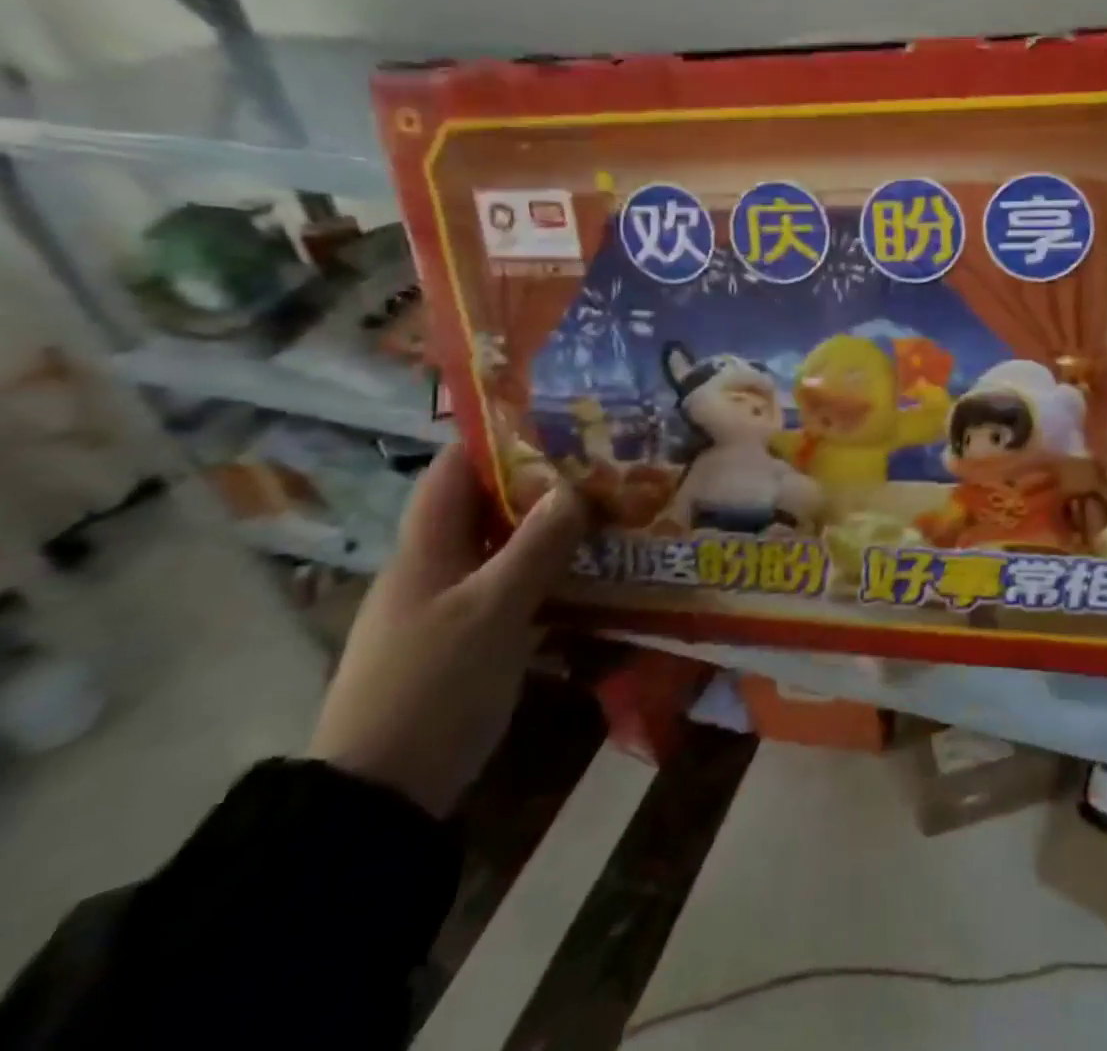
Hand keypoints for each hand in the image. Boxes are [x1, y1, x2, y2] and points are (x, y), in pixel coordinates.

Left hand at [308, 443, 588, 816]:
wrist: (382, 797)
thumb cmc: (434, 687)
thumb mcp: (493, 610)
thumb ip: (536, 547)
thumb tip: (572, 487)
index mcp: (426, 549)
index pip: (453, 470)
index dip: (496, 438)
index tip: (558, 421)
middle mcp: (434, 568)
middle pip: (487, 506)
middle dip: (542, 484)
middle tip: (604, 468)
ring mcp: (450, 607)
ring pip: (506, 549)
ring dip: (552, 532)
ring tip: (612, 515)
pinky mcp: (467, 642)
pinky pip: (514, 590)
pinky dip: (550, 576)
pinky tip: (594, 579)